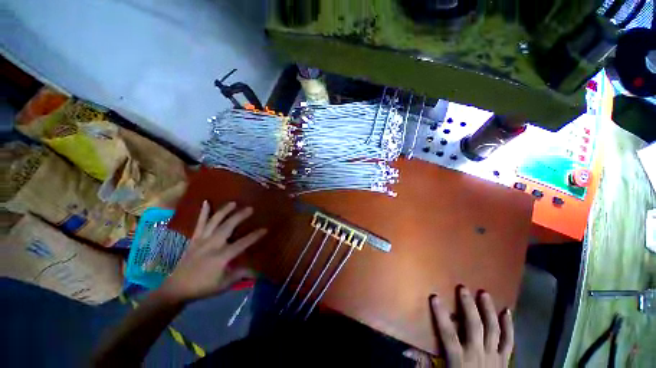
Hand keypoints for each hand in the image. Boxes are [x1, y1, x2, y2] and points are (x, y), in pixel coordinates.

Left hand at [158, 201, 266, 302]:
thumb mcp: (223, 284)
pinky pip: (199, 223)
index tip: (265, 229)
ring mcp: (202, 240)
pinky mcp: (194, 239)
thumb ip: (240, 275)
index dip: (255, 236)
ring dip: (224, 211)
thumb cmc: (202, 287)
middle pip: (228, 226)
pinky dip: (203, 213)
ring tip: (233, 203)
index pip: (242, 243)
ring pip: (214, 222)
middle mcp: (212, 244)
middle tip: (250, 208)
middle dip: (240, 216)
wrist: (176, 288)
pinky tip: (206, 202)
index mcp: (221, 256)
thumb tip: (256, 271)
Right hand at [404, 287, 513, 367]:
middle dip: (468, 306)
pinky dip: (509, 327)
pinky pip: (509, 341)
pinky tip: (507, 312)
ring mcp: (493, 356)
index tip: (435, 297)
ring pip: (493, 330)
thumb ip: (425, 362)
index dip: (441, 315)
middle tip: (463, 288)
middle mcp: (477, 354)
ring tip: (484, 294)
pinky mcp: (505, 359)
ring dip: (489, 311)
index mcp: (459, 359)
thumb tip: (406, 351)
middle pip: (474, 327)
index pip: (448, 334)